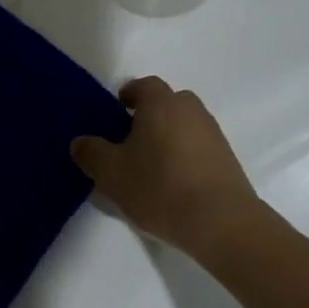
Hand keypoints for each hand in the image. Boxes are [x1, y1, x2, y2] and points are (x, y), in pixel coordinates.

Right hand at [71, 76, 264, 258]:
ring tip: (152, 166)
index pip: (144, 85)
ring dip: (169, 137)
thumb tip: (81, 142)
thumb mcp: (111, 173)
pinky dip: (186, 156)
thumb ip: (91, 153)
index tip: (117, 111)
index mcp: (161, 104)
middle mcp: (191, 110)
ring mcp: (213, 133)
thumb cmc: (159, 187)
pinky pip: (199, 147)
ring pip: (185, 125)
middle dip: (150, 115)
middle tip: (131, 140)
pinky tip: (175, 183)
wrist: (220, 221)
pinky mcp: (227, 159)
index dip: (129, 95)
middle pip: (168, 103)